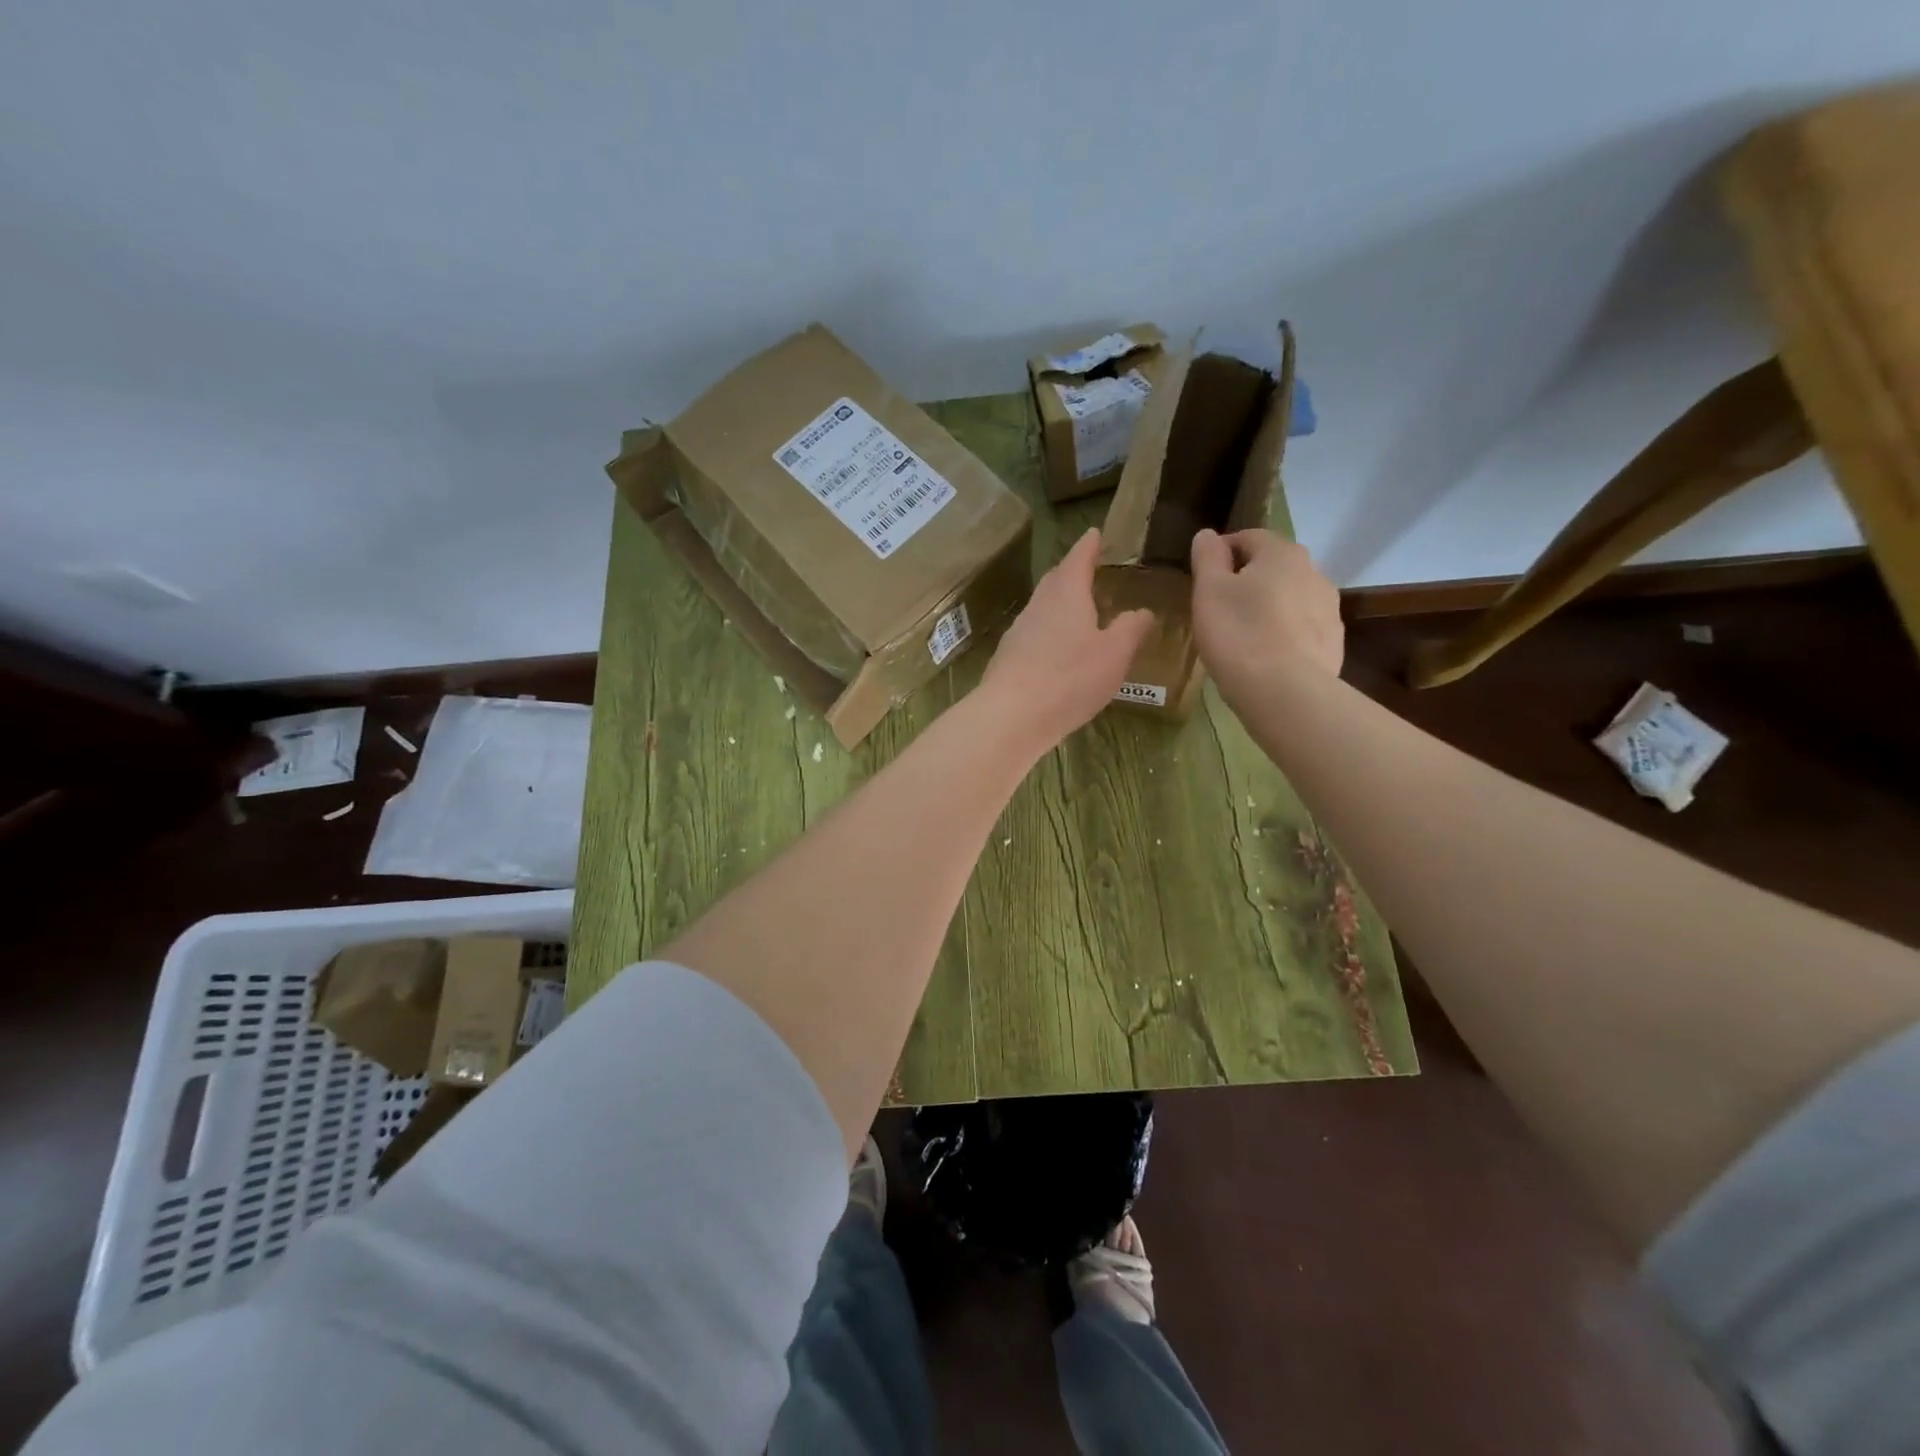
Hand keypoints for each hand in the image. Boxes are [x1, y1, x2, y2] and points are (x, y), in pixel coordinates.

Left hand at [979, 528, 1152, 752]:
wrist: (1011, 716)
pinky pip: (1033, 636)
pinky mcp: (1008, 659)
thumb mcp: (1115, 654)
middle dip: (1072, 573)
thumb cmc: (1069, 678)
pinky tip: (1058, 653)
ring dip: (1060, 606)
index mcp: (1066, 594)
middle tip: (1089, 571)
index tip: (1094, 533)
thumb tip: (1143, 611)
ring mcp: (1018, 632)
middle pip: (1055, 580)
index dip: (1088, 545)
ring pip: (1042, 609)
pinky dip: (1049, 634)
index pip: (1078, 558)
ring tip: (1079, 613)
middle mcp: (1038, 606)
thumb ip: (1132, 629)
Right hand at [1190, 528, 1342, 704]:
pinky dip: (1283, 633)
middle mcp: (1313, 572)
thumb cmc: (1239, 634)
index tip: (1203, 576)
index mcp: (1282, 553)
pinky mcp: (1332, 642)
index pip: (1248, 537)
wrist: (1286, 692)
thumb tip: (1208, 534)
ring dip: (1267, 606)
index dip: (1222, 551)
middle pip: (1272, 567)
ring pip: (1289, 597)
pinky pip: (1301, 627)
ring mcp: (1329, 608)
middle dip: (1247, 580)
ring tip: (1243, 634)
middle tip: (1220, 607)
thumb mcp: (1209, 591)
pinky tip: (1265, 656)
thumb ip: (1207, 557)